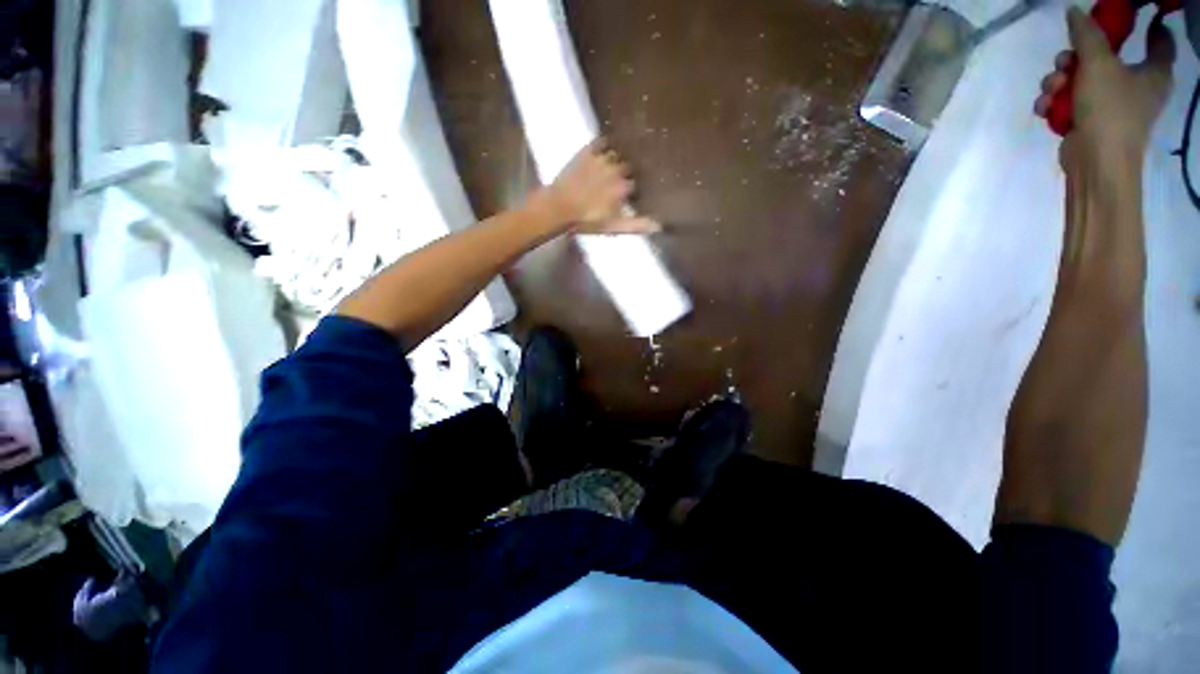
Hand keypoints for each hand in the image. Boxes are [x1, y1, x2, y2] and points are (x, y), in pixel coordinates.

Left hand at [542, 139, 659, 234]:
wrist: (559, 207)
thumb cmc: (587, 220)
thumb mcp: (614, 227)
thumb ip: (636, 225)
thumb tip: (659, 225)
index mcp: (624, 187)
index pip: (636, 185)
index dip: (634, 190)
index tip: (632, 194)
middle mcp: (616, 169)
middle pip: (628, 167)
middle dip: (627, 173)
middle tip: (621, 179)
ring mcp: (601, 158)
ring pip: (616, 154)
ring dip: (617, 159)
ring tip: (615, 164)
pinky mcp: (586, 152)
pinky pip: (601, 141)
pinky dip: (606, 143)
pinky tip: (607, 146)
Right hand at [1036, 7, 1174, 170]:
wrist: (1095, 162)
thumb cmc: (1109, 109)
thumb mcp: (1097, 62)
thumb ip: (1087, 33)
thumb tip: (1075, 11)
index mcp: (1153, 71)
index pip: (1160, 40)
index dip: (1147, 25)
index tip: (1126, 18)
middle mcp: (1136, 86)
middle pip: (1106, 57)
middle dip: (1077, 57)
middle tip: (1064, 61)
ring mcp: (1111, 106)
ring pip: (1081, 79)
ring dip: (1058, 82)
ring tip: (1051, 90)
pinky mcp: (1089, 121)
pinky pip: (1071, 102)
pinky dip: (1054, 103)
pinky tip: (1045, 108)